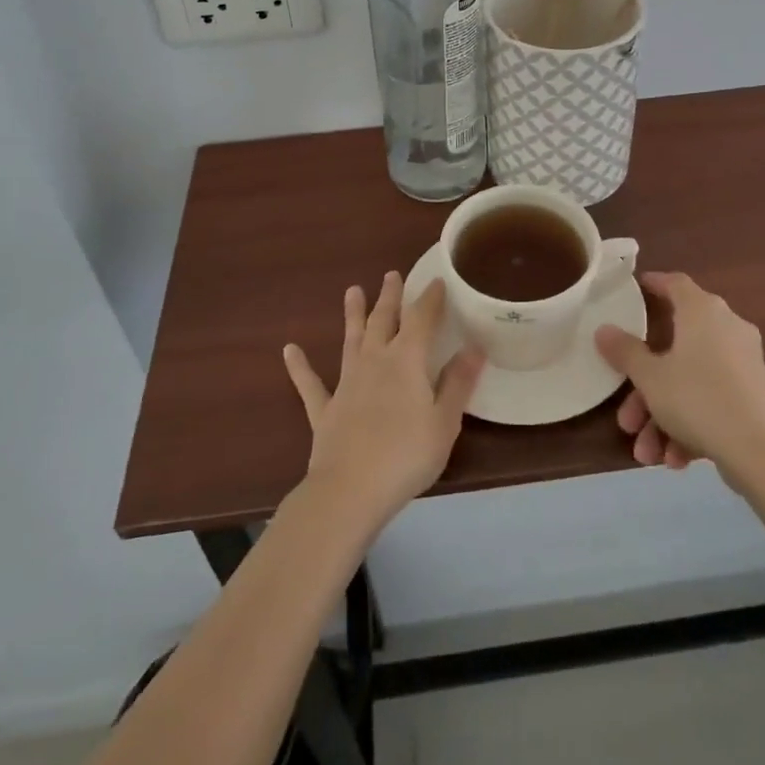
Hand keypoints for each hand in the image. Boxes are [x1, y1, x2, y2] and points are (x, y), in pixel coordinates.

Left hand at [283, 273, 485, 529]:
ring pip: (350, 340)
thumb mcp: (444, 422)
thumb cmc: (406, 456)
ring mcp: (346, 384)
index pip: (421, 320)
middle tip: (391, 274)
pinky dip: (300, 367)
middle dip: (390, 297)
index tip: (437, 281)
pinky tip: (289, 350)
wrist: (350, 490)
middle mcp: (374, 362)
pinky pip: (310, 384)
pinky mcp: (324, 410)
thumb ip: (458, 383)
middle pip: (383, 321)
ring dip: (352, 315)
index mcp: (406, 361)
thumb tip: (475, 346)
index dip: (430, 299)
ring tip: (352, 290)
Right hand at [594, 272, 764, 486]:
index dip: (653, 284)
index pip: (675, 283)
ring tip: (646, 452)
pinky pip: (711, 402)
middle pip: (675, 347)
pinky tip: (674, 459)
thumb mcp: (650, 377)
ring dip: (663, 416)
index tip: (633, 290)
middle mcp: (726, 329)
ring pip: (690, 382)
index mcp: (702, 311)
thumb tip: (603, 330)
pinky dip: (690, 426)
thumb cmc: (699, 399)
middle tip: (626, 414)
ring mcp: (743, 364)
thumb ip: (625, 351)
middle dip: (645, 386)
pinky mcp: (754, 397)